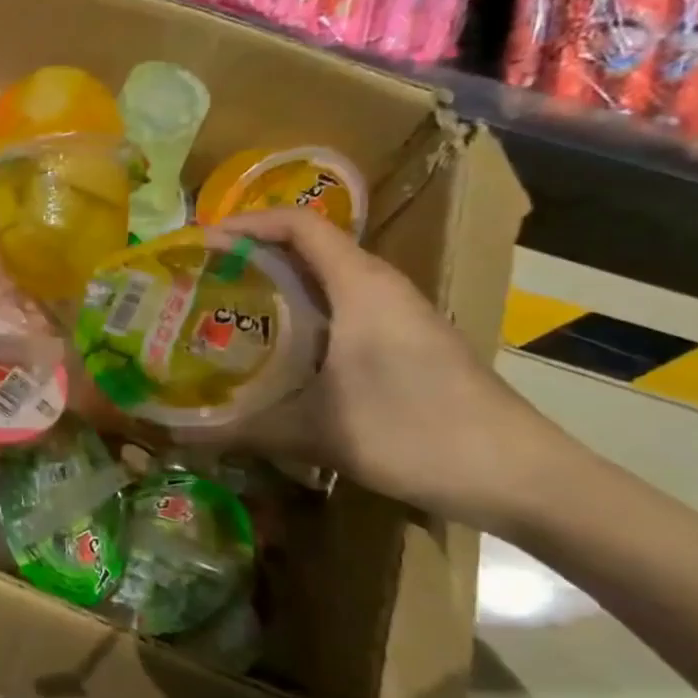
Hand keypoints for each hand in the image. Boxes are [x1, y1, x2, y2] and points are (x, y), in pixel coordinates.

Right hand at [208, 208, 577, 525]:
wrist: (519, 475)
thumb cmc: (415, 432)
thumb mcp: (317, 431)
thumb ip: (243, 428)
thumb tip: (178, 435)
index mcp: (359, 285)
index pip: (298, 224)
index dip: (246, 223)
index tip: (200, 243)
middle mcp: (380, 286)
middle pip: (309, 246)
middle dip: (253, 254)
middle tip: (202, 279)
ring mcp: (399, 314)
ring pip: (328, 278)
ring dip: (279, 284)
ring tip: (229, 309)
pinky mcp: (409, 340)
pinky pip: (345, 306)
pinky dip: (305, 312)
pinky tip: (280, 350)